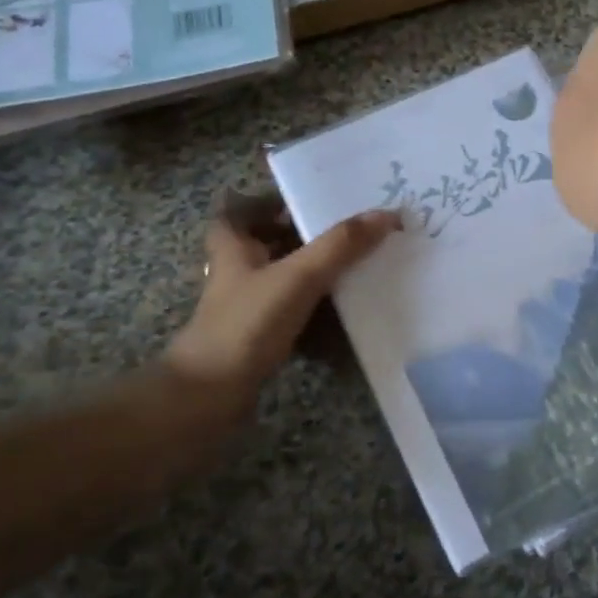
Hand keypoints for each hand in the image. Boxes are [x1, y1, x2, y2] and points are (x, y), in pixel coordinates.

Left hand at [164, 193, 401, 420]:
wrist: (210, 396)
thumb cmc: (247, 323)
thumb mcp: (298, 276)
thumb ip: (341, 245)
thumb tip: (387, 214)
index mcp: (234, 248)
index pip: (239, 213)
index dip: (265, 204)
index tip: (303, 201)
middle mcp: (236, 273)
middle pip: (268, 245)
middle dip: (303, 238)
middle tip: (346, 232)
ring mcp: (245, 309)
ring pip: (282, 281)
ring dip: (313, 275)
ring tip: (354, 267)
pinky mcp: (256, 339)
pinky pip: (291, 315)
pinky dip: (314, 313)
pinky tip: (342, 314)